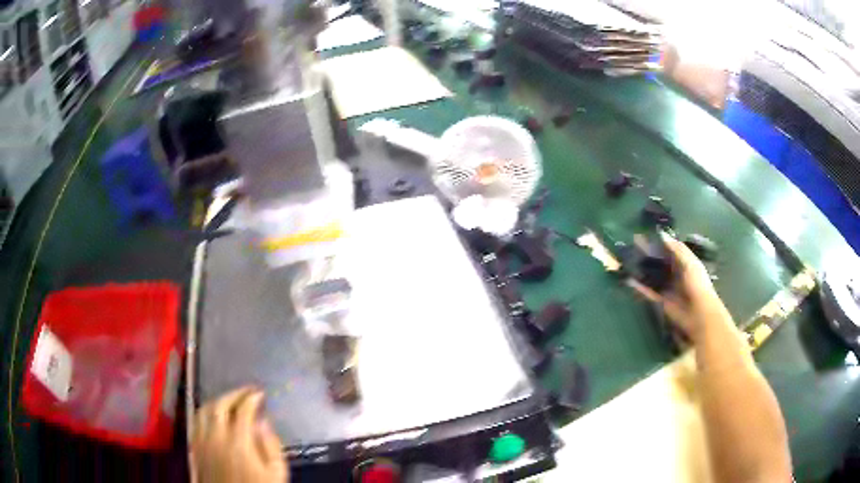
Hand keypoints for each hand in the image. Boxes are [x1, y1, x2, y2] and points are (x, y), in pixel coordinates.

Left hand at [192, 387, 287, 482]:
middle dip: (234, 394)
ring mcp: (201, 442)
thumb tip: (263, 422)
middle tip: (247, 392)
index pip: (242, 410)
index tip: (260, 393)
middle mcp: (215, 436)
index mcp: (238, 442)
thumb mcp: (276, 474)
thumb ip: (271, 446)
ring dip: (217, 401)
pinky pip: (195, 423)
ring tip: (229, 401)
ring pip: (203, 411)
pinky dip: (204, 413)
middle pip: (219, 405)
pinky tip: (212, 417)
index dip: (251, 398)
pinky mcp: (194, 449)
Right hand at [629, 232, 731, 341]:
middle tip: (632, 245)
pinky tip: (628, 280)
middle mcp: (674, 275)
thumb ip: (677, 249)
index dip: (659, 243)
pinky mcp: (660, 302)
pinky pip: (647, 293)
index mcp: (684, 264)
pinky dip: (638, 288)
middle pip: (658, 262)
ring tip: (627, 260)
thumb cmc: (697, 284)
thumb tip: (662, 234)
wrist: (698, 313)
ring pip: (651, 276)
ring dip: (641, 270)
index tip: (646, 234)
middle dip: (647, 254)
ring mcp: (666, 289)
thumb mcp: (690, 263)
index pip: (670, 251)